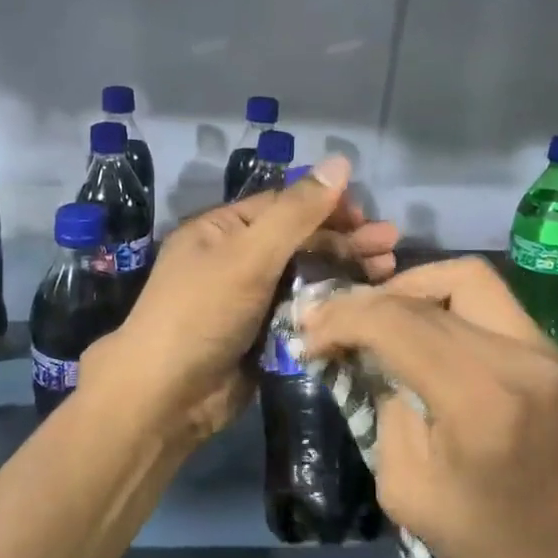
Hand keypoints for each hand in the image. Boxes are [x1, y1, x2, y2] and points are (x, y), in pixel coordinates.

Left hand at [82, 155, 397, 445]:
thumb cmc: (201, 313)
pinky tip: (365, 305)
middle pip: (300, 242)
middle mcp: (236, 260)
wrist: (166, 396)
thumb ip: (296, 212)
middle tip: (391, 245)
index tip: (368, 216)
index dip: (327, 207)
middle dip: (345, 241)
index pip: (284, 206)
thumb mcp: (248, 255)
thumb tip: (340, 161)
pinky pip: (303, 314)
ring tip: (388, 271)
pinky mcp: (264, 337)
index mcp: (222, 231)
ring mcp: (251, 302)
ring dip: (345, 273)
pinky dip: (332, 308)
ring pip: (306, 279)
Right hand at [300, 257, 557, 557]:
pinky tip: (420, 335)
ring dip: (412, 289)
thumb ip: (385, 416)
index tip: (308, 339)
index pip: (396, 322)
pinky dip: (444, 304)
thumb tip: (375, 367)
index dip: (341, 320)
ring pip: (466, 278)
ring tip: (379, 321)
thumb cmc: (499, 549)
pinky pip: (489, 302)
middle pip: (430, 288)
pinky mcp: (552, 354)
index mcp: (479, 397)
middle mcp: (518, 355)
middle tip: (334, 325)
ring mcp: (543, 349)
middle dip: (369, 301)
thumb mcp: (411, 495)